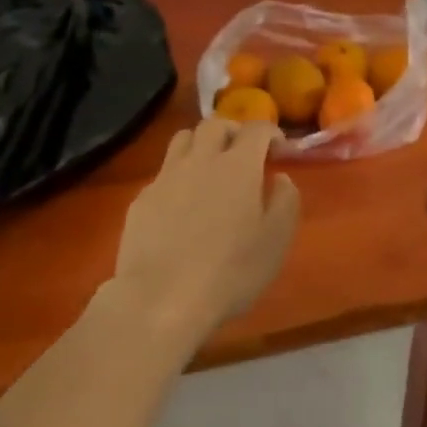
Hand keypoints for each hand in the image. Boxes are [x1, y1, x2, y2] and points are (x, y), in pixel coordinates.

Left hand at [112, 119, 300, 344]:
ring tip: (210, 167)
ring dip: (201, 144)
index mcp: (238, 165)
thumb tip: (280, 179)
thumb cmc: (229, 272)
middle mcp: (201, 159)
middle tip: (244, 152)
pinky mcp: (141, 200)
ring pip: (183, 138)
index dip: (271, 133)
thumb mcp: (276, 240)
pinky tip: (182, 204)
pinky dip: (178, 176)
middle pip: (215, 124)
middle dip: (233, 130)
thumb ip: (286, 201)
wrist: (160, 301)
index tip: (279, 150)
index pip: (256, 128)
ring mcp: (166, 177)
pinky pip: (163, 172)